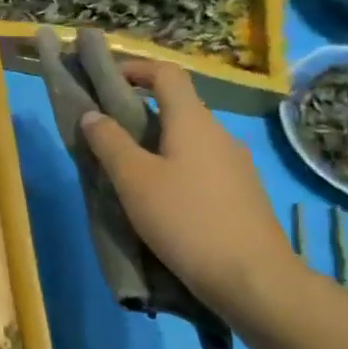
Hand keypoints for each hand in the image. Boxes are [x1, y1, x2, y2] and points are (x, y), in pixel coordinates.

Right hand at [77, 59, 294, 307]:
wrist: (254, 280)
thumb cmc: (186, 220)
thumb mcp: (134, 180)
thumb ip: (109, 142)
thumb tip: (92, 114)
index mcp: (193, 121)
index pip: (167, 73)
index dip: (136, 68)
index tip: (107, 80)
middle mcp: (220, 134)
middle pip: (178, 107)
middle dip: (141, 112)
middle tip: (109, 135)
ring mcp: (237, 165)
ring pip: (190, 140)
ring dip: (158, 144)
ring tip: (130, 173)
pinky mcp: (244, 194)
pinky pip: (203, 166)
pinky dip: (177, 168)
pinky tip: (164, 202)